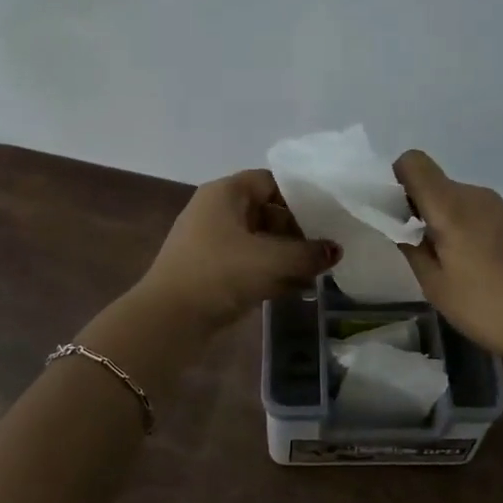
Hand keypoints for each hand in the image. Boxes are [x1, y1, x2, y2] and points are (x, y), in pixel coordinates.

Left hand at [135, 169, 340, 333]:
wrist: (168, 321)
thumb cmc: (220, 274)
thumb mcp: (272, 260)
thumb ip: (309, 253)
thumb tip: (335, 250)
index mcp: (224, 194)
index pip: (269, 181)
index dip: (298, 196)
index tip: (326, 215)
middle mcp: (216, 212)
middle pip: (266, 212)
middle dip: (297, 231)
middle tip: (326, 248)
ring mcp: (211, 244)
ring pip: (259, 242)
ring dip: (287, 256)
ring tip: (319, 272)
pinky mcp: (211, 273)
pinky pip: (248, 265)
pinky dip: (271, 273)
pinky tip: (298, 289)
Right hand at [393, 150, 502, 365]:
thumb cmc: (490, 307)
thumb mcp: (437, 287)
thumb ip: (412, 249)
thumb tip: (401, 228)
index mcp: (452, 206)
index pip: (413, 162)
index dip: (397, 181)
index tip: (397, 217)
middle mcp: (478, 196)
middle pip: (437, 185)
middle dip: (420, 209)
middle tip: (420, 253)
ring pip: (460, 202)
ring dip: (447, 223)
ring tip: (453, 267)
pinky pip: (483, 215)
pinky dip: (471, 231)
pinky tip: (481, 270)